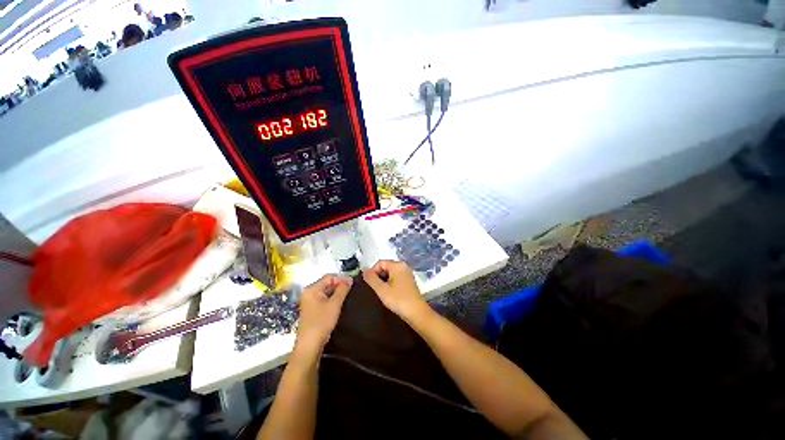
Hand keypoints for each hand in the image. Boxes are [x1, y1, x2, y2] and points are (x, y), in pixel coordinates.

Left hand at [296, 275, 351, 349]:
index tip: (352, 284)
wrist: (310, 344)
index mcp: (312, 288)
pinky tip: (339, 305)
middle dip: (339, 286)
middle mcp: (309, 293)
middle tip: (351, 291)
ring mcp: (310, 301)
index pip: (329, 277)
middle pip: (327, 283)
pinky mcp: (312, 310)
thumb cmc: (321, 321)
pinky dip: (332, 300)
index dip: (341, 279)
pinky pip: (324, 299)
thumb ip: (342, 289)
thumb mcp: (335, 303)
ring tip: (347, 298)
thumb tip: (349, 279)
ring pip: (327, 292)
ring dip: (337, 294)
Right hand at [362, 260, 427, 319]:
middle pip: (385, 267)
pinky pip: (396, 278)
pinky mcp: (409, 281)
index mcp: (397, 265)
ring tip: (381, 292)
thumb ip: (371, 279)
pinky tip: (389, 293)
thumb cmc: (398, 300)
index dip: (372, 272)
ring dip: (384, 281)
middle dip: (378, 276)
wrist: (417, 313)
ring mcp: (407, 273)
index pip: (380, 263)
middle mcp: (403, 266)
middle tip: (375, 289)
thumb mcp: (381, 290)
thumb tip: (364, 270)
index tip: (369, 284)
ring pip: (390, 273)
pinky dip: (390, 283)